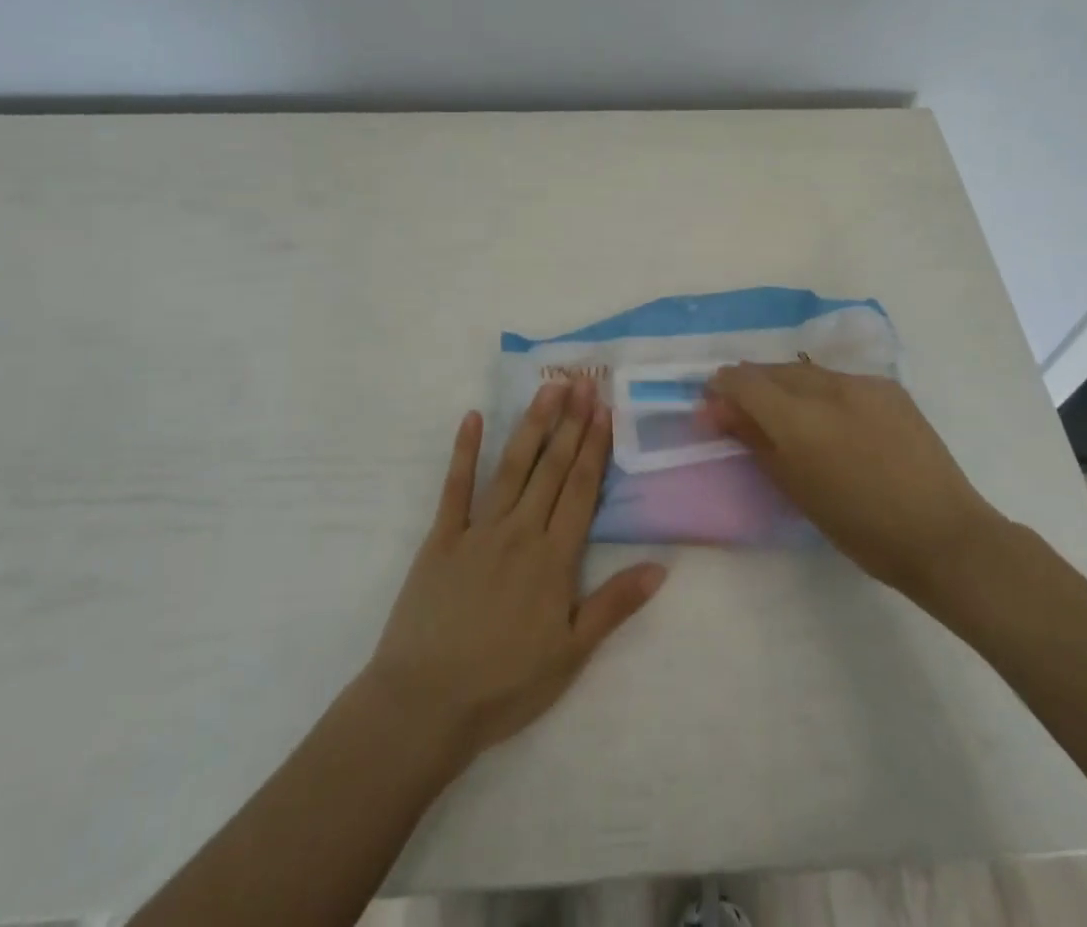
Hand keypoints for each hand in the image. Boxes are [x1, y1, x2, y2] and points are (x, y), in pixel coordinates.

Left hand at [363, 378, 666, 762]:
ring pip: (512, 467)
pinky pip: (455, 487)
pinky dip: (464, 451)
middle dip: (570, 423)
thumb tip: (661, 566)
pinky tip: (472, 418)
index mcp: (553, 558)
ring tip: (547, 389)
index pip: (580, 489)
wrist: (424, 704)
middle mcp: (519, 531)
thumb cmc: (504, 685)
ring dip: (531, 425)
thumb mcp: (570, 654)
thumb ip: (614, 605)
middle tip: (582, 381)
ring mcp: (477, 530)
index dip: (594, 446)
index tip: (604, 409)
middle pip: (551, 468)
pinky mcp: (441, 538)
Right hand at [701, 363, 1003, 601]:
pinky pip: (840, 380)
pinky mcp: (888, 387)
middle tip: (744, 412)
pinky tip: (831, 418)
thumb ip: (755, 441)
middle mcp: (827, 387)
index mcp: (798, 419)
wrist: (943, 535)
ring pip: (806, 371)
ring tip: (786, 414)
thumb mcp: (796, 489)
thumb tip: (721, 412)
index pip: (743, 381)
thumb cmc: (860, 527)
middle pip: (773, 370)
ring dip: (786, 386)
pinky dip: (822, 392)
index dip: (722, 388)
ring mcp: (862, 383)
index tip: (713, 407)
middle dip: (752, 385)